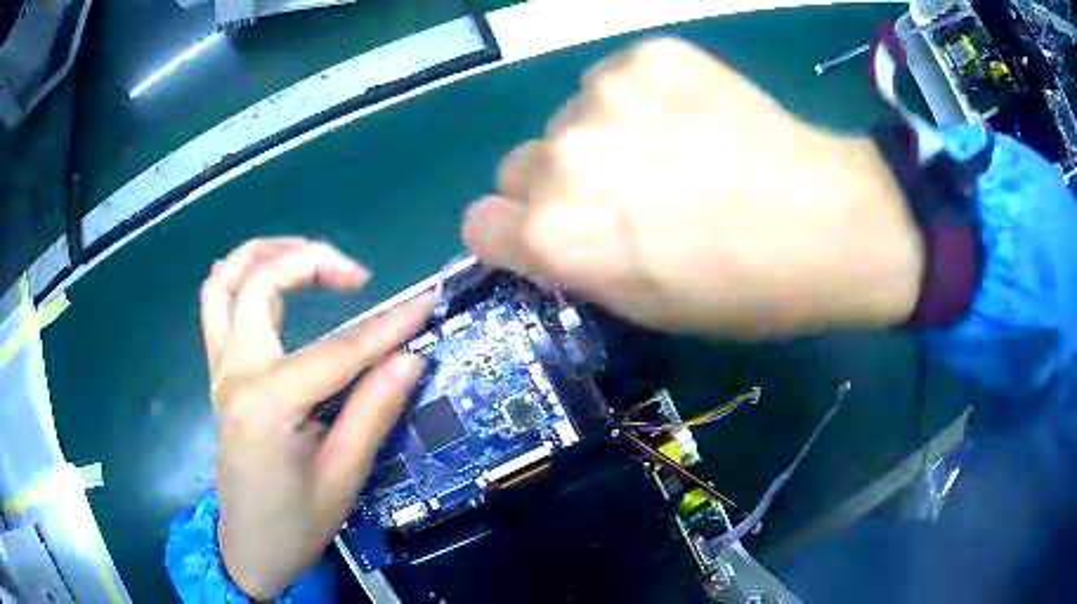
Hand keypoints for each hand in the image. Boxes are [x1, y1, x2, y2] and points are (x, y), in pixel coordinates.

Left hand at [200, 238, 432, 597]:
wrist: (249, 547)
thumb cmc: (296, 524)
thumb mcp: (344, 478)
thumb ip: (373, 410)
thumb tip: (410, 358)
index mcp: (267, 405)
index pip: (336, 350)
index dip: (388, 326)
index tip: (426, 302)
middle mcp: (235, 372)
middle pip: (261, 282)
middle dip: (313, 261)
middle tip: (359, 278)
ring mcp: (219, 368)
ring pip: (226, 279)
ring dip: (267, 253)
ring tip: (311, 256)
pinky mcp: (218, 372)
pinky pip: (216, 302)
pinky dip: (241, 275)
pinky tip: (271, 280)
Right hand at [463, 38, 923, 337]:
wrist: (828, 222)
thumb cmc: (739, 289)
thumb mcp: (642, 304)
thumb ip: (575, 263)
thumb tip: (548, 230)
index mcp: (555, 238)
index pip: (479, 224)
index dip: (512, 233)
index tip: (545, 233)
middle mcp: (561, 162)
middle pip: (517, 166)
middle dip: (554, 184)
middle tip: (621, 193)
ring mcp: (603, 97)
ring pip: (568, 119)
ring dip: (600, 136)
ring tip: (672, 151)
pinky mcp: (646, 55)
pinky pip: (614, 79)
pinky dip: (639, 98)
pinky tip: (691, 116)